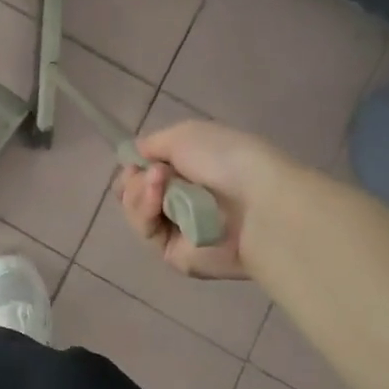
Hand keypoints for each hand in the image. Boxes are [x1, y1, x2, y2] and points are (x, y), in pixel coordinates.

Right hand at [116, 119, 283, 279]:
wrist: (256, 202)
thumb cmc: (224, 159)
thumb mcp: (183, 134)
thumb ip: (151, 144)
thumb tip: (134, 157)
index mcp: (188, 170)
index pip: (145, 170)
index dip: (135, 164)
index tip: (139, 159)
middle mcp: (181, 199)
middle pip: (133, 191)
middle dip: (135, 178)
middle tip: (154, 173)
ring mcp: (177, 228)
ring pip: (135, 210)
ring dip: (140, 192)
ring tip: (159, 183)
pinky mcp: (174, 254)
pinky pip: (145, 231)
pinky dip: (145, 212)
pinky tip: (159, 200)